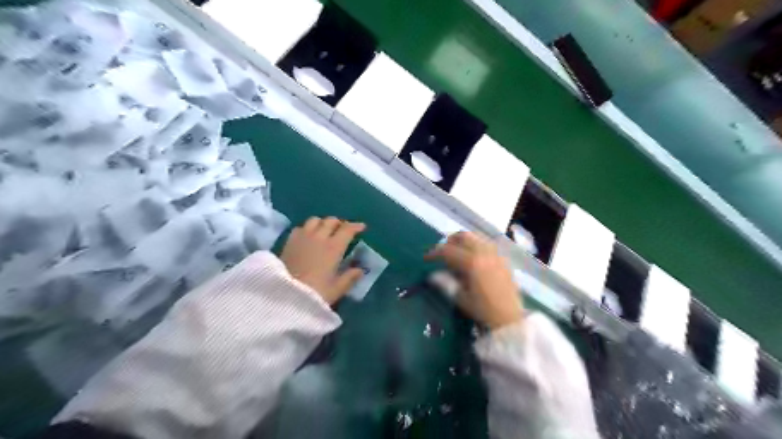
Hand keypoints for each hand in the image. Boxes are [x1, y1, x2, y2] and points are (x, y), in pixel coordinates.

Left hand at [282, 216, 367, 304]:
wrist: (283, 297)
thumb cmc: (315, 293)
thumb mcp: (337, 289)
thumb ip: (350, 277)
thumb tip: (360, 270)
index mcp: (334, 247)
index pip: (347, 229)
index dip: (356, 226)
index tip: (362, 227)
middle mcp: (319, 237)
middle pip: (331, 221)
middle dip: (340, 223)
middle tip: (343, 231)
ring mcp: (303, 237)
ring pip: (315, 220)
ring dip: (323, 223)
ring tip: (325, 230)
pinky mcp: (289, 241)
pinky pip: (301, 227)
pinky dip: (308, 228)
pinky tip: (309, 236)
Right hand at [426, 233, 521, 328]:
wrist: (510, 319)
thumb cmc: (483, 310)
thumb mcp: (460, 298)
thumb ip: (446, 283)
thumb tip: (433, 274)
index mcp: (472, 262)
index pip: (448, 251)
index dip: (435, 253)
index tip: (426, 258)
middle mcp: (484, 253)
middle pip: (464, 236)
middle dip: (450, 241)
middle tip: (442, 251)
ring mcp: (496, 255)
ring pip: (477, 238)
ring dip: (464, 241)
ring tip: (457, 253)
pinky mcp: (503, 260)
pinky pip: (487, 245)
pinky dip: (476, 246)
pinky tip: (473, 258)